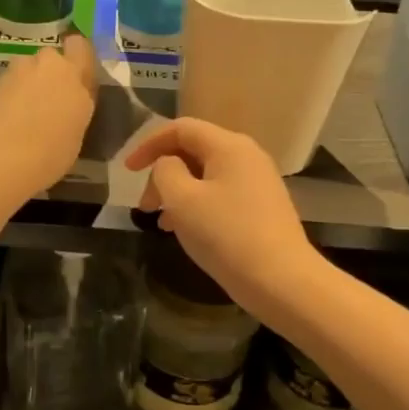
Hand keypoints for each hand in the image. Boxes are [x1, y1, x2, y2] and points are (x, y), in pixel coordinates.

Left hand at [0, 33, 99, 197]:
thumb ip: (74, 113)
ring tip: (24, 116)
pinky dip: (9, 97)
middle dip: (50, 74)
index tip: (77, 81)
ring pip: (28, 70)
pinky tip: (7, 122)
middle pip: (52, 59)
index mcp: (75, 77)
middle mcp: (48, 65)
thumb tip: (67, 111)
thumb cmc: (48, 155)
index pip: (80, 47)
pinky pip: (9, 85)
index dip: (77, 59)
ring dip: (28, 85)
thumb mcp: (75, 138)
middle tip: (49, 103)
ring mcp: (17, 71)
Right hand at [125, 118, 320, 313]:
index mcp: (229, 146)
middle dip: (162, 174)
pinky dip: (196, 206)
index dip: (148, 144)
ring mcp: (258, 183)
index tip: (127, 171)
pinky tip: (186, 231)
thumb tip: (168, 165)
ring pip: (205, 176)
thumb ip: (165, 172)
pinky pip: (220, 195)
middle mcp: (247, 156)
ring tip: (161, 223)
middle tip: (144, 207)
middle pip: (193, 151)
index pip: (181, 128)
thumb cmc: (226, 235)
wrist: (281, 280)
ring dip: (177, 193)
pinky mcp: (262, 208)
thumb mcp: (182, 200)